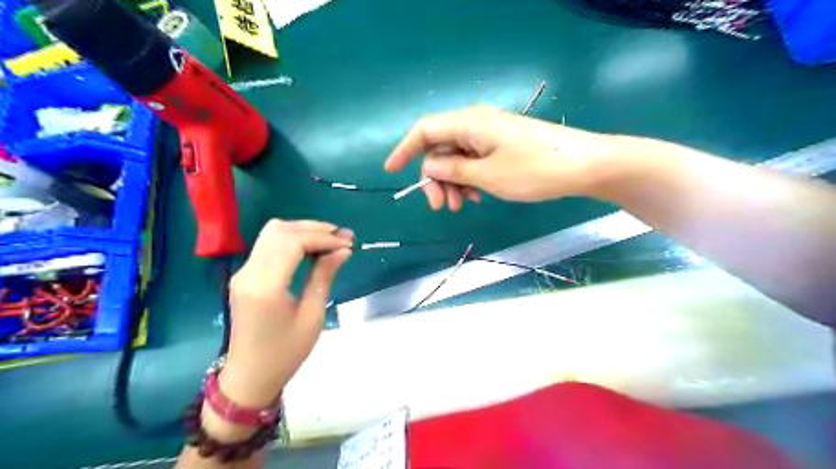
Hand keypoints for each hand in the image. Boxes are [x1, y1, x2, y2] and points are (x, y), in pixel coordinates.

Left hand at [218, 220, 351, 405]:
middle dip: (314, 228)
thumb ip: (324, 276)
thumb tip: (343, 250)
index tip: (348, 242)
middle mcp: (249, 272)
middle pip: (280, 230)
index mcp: (265, 286)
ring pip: (272, 233)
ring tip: (330, 240)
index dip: (323, 237)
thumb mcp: (312, 316)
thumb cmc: (285, 353)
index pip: (293, 242)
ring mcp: (243, 272)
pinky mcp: (244, 275)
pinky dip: (292, 240)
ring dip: (302, 231)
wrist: (249, 376)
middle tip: (342, 237)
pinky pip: (268, 245)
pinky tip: (311, 248)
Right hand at [385, 106, 619, 210]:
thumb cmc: (534, 170)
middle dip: (435, 178)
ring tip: (462, 207)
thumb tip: (428, 168)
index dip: (404, 150)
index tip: (390, 172)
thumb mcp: (487, 175)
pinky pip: (474, 161)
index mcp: (469, 123)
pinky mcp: (502, 145)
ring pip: (457, 158)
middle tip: (441, 207)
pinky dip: (470, 179)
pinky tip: (477, 197)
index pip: (424, 130)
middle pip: (441, 148)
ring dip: (453, 183)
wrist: (583, 166)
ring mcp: (490, 135)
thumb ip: (453, 171)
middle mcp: (476, 124)